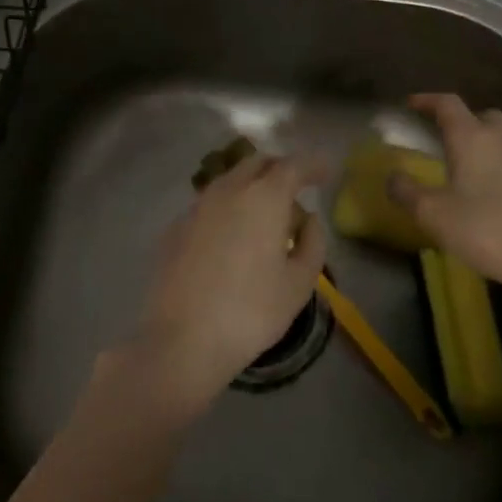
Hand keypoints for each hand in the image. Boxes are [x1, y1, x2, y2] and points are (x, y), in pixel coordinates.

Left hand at [127, 151, 327, 412]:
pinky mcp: (176, 226)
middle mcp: (228, 190)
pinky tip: (232, 234)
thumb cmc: (251, 312)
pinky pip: (210, 203)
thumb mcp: (299, 283)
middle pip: (257, 163)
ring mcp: (197, 206)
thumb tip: (308, 218)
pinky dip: (228, 206)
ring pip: (230, 179)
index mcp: (264, 198)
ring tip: (265, 212)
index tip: (325, 170)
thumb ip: (312, 242)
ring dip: (251, 184)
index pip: (293, 166)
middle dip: (280, 168)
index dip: (313, 165)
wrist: (182, 339)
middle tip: (296, 187)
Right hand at [389, 93, 501, 299]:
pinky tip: (485, 190)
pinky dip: (495, 164)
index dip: (427, 100)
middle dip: (459, 120)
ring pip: (499, 137)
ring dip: (480, 142)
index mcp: (471, 138)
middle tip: (440, 136)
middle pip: (480, 115)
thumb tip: (392, 176)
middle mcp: (500, 139)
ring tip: (461, 165)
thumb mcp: (433, 214)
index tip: (410, 104)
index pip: (448, 104)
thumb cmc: (486, 229)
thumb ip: (406, 192)